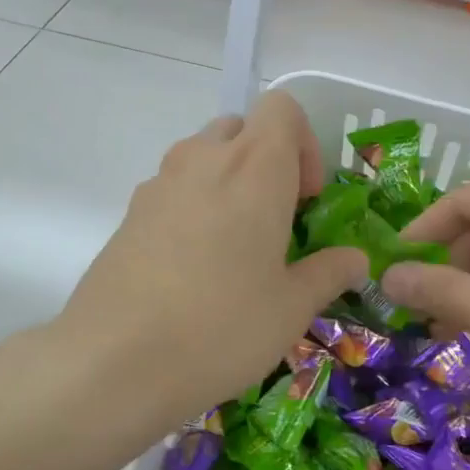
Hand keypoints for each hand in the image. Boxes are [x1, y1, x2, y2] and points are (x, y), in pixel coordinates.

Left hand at [54, 91, 368, 427]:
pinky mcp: (129, 213)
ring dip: (228, 183)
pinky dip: (193, 208)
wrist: (113, 362)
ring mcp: (158, 183)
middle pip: (241, 128)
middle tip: (276, 220)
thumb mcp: (291, 308)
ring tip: (235, 248)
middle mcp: (204, 159)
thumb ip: (329, 273)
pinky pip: (173, 190)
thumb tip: (356, 259)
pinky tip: (192, 270)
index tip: (307, 198)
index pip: (283, 107)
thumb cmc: (221, 326)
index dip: (304, 144)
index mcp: (254, 167)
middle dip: (266, 162)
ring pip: (203, 157)